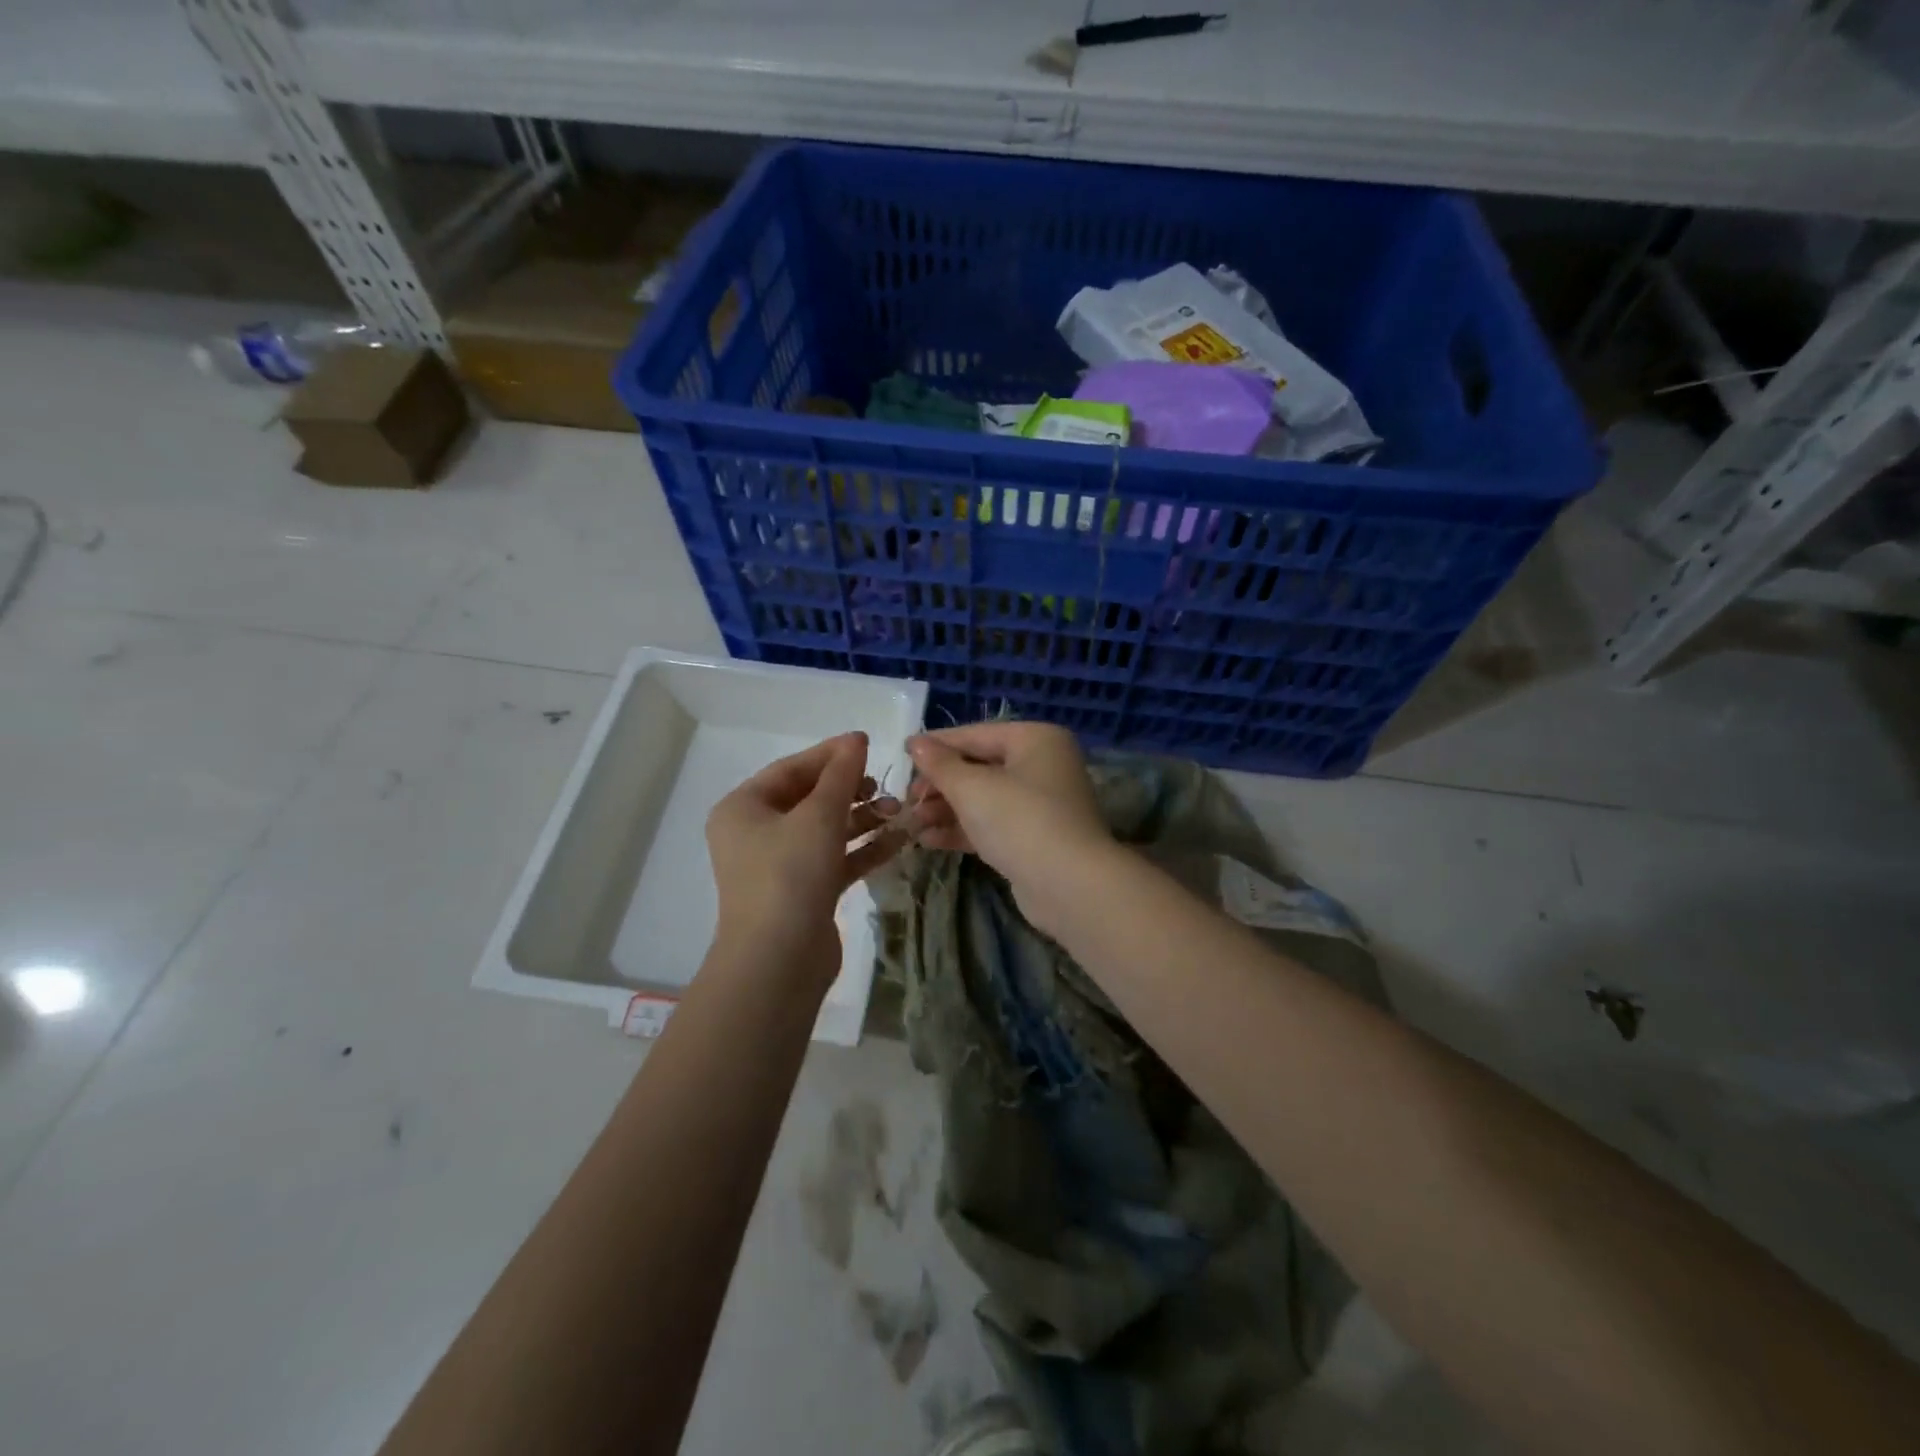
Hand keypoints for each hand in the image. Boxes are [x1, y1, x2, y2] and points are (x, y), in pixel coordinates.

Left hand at [706, 732, 904, 984]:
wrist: (779, 960)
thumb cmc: (790, 874)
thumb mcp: (819, 816)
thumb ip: (841, 775)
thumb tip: (856, 739)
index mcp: (744, 808)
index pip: (791, 769)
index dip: (830, 755)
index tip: (869, 744)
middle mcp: (756, 833)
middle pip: (809, 799)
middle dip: (850, 790)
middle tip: (883, 785)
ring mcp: (779, 865)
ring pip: (825, 830)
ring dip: (862, 819)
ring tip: (898, 810)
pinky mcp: (803, 892)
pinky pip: (835, 859)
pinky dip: (863, 849)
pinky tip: (899, 840)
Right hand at [904, 723, 1110, 927]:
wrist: (1069, 885)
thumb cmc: (1019, 820)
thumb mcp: (972, 788)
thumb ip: (940, 764)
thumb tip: (916, 743)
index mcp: (1035, 739)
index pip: (976, 734)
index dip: (937, 745)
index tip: (903, 755)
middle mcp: (1042, 765)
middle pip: (979, 767)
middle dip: (940, 785)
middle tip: (908, 801)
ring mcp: (1041, 804)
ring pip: (984, 799)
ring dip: (946, 810)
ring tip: (912, 824)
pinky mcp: (1035, 838)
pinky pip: (992, 825)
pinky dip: (963, 829)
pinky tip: (929, 841)